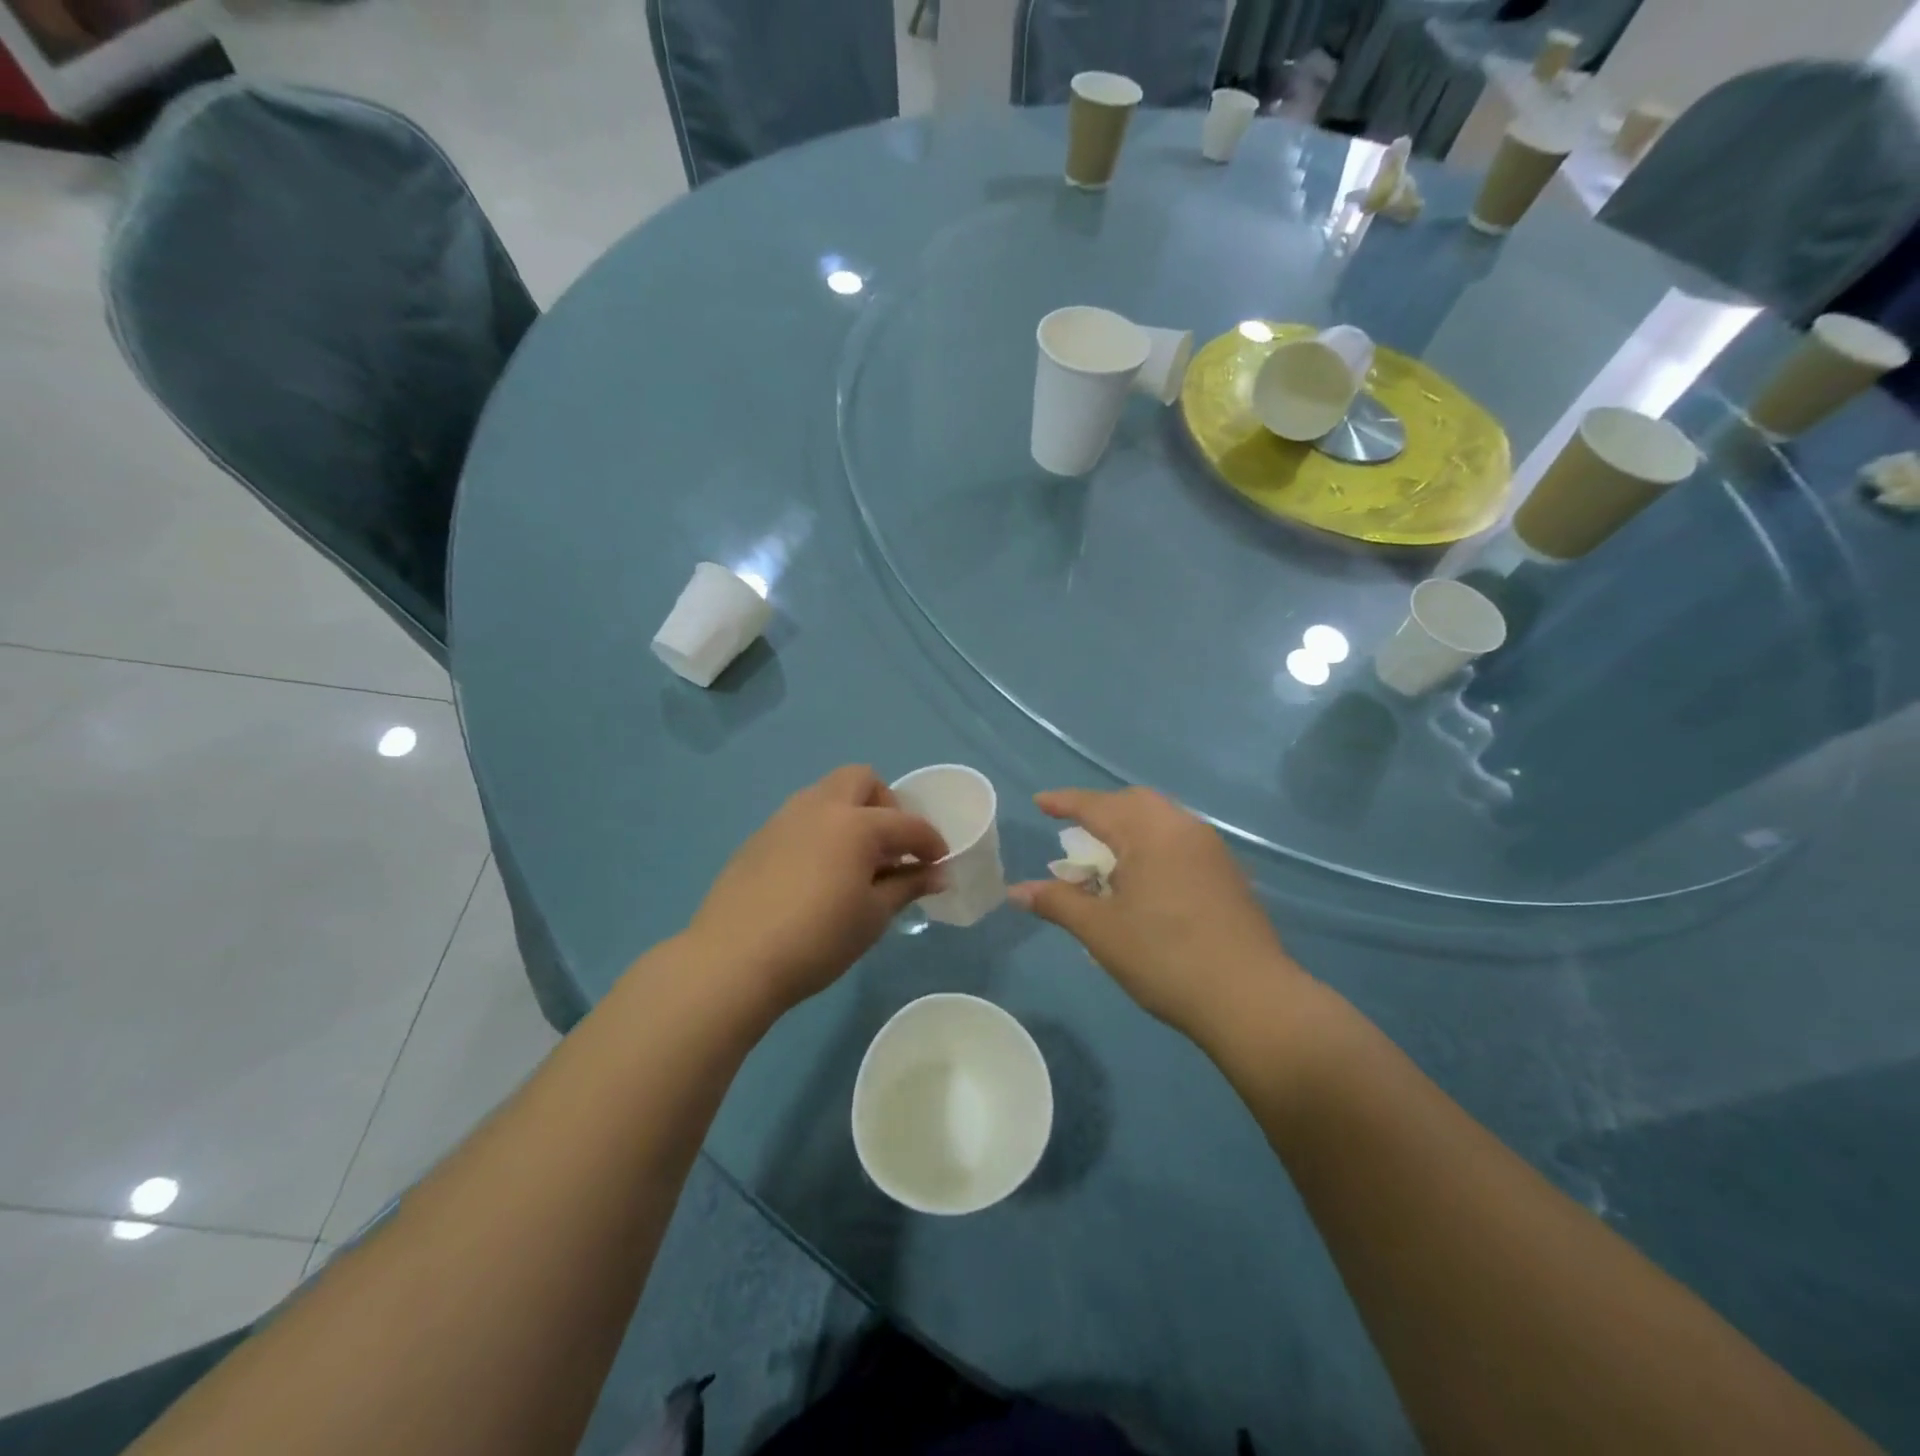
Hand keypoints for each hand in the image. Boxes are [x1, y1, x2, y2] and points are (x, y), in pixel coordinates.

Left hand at [687, 765, 946, 1012]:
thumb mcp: (873, 916)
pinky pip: (800, 819)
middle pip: (862, 779)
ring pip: (826, 794)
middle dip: (886, 804)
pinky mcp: (758, 838)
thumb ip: (908, 886)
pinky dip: (820, 832)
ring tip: (854, 861)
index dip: (931, 842)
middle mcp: (820, 807)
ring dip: (850, 814)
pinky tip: (816, 875)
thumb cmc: (818, 939)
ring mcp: (784, 819)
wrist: (734, 959)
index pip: (907, 824)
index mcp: (856, 824)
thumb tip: (938, 874)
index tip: (938, 864)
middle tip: (890, 847)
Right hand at [1008, 787, 1307, 1040]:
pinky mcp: (1229, 873)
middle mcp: (1184, 828)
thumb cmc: (1165, 957)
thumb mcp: (1101, 931)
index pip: (1098, 806)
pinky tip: (1145, 881)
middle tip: (1074, 832)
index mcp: (1150, 832)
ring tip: (1107, 860)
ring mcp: (1212, 849)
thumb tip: (1015, 891)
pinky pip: (1181, 841)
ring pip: (1162, 820)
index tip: (1039, 803)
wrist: (1251, 998)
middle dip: (1101, 811)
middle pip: (1135, 803)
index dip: (1065, 803)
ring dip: (1129, 829)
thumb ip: (1057, 902)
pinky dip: (1153, 846)